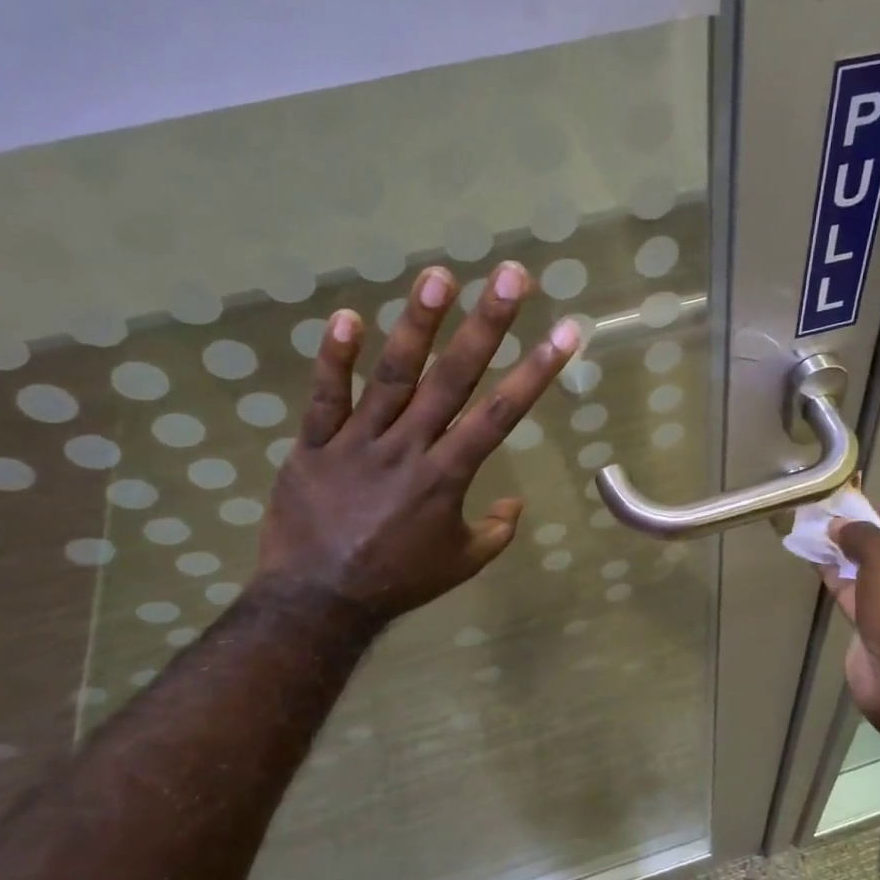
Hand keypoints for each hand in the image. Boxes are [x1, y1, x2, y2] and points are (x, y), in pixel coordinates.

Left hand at [257, 260, 578, 624]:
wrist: (317, 602)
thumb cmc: (398, 582)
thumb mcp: (461, 564)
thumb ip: (496, 532)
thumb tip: (515, 505)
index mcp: (447, 477)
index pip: (500, 415)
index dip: (536, 372)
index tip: (565, 332)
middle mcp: (408, 448)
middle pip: (453, 378)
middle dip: (487, 326)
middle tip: (511, 277)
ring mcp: (358, 443)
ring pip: (392, 376)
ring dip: (418, 325)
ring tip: (440, 277)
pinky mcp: (314, 446)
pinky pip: (325, 398)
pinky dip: (334, 359)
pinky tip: (348, 316)